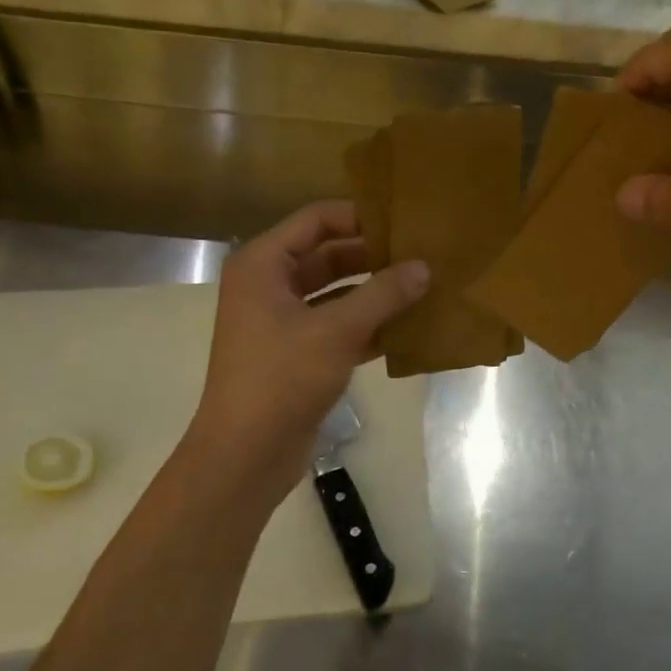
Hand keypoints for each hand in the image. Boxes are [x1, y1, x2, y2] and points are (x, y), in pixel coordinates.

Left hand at [188, 201, 428, 502]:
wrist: (246, 454)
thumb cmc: (282, 378)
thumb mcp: (337, 331)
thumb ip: (382, 294)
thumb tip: (423, 267)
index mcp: (264, 265)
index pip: (317, 220)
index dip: (360, 216)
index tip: (405, 221)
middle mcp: (270, 285)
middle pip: (329, 255)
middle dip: (374, 256)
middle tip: (423, 253)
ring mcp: (283, 321)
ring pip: (338, 293)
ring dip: (376, 292)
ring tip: (425, 286)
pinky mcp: (299, 353)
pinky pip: (339, 326)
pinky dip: (370, 325)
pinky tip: (410, 328)